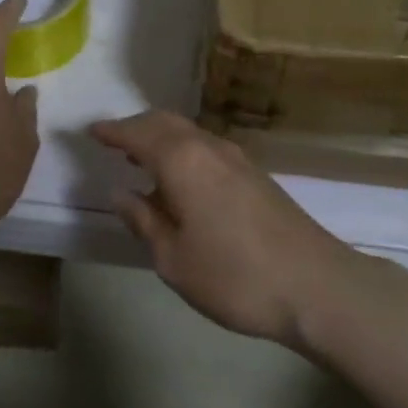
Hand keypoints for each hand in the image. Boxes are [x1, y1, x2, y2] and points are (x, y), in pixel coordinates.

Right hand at [89, 111, 352, 345]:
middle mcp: (208, 147)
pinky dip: (183, 150)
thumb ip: (143, 220)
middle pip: (165, 122)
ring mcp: (237, 158)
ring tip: (141, 159)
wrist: (317, 286)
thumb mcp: (174, 259)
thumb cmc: (235, 276)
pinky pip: (206, 147)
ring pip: (188, 132)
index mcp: (182, 160)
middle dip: (136, 127)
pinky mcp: (256, 174)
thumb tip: (119, 192)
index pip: (137, 133)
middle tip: (113, 141)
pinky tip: (180, 180)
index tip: (90, 131)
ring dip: (161, 137)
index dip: (111, 131)